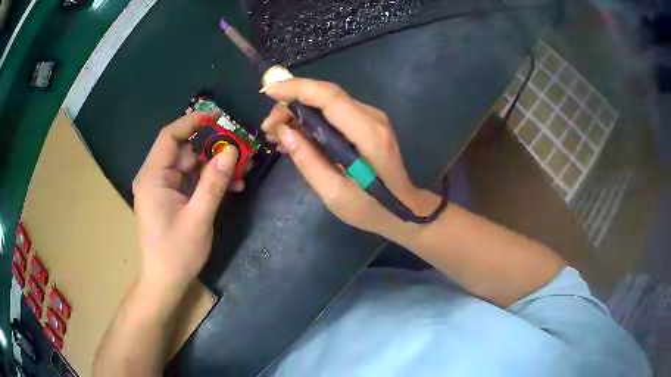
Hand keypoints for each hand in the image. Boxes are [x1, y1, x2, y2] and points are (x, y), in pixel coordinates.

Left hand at [132, 112, 239, 291]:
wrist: (165, 281)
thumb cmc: (177, 253)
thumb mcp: (198, 219)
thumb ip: (213, 183)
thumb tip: (230, 151)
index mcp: (153, 178)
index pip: (170, 136)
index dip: (193, 122)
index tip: (219, 116)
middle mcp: (154, 177)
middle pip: (183, 150)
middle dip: (212, 149)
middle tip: (240, 152)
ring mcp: (161, 187)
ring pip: (190, 164)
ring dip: (214, 167)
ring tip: (241, 174)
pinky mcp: (169, 196)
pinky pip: (190, 179)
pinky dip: (208, 180)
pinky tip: (230, 187)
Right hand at [261, 78, 438, 235]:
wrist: (404, 210)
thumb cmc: (370, 208)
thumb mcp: (334, 193)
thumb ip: (308, 161)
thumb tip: (284, 132)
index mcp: (367, 134)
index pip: (329, 97)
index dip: (296, 89)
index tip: (268, 92)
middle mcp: (372, 118)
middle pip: (326, 95)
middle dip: (291, 103)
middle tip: (269, 128)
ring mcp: (372, 118)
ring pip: (328, 101)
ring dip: (299, 111)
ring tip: (277, 134)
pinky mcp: (368, 123)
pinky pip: (335, 112)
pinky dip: (312, 118)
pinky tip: (296, 135)